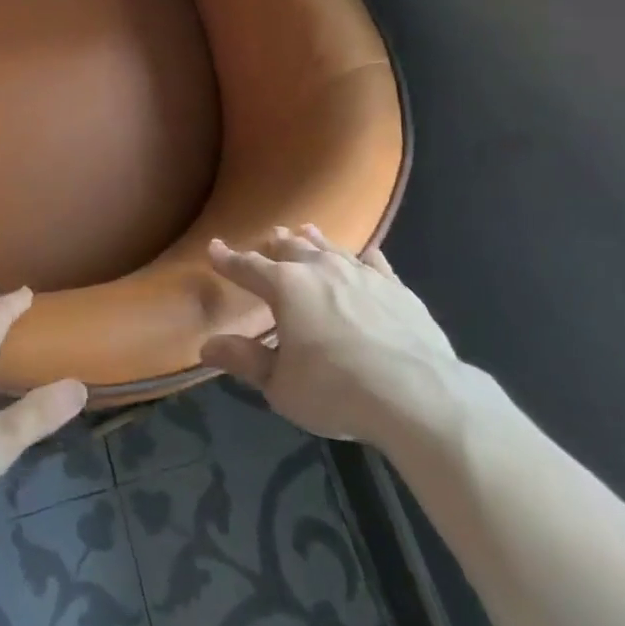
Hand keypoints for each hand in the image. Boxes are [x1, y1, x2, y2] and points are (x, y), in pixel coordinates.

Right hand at [200, 225, 469, 446]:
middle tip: (268, 240)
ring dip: (313, 241)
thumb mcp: (281, 385)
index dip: (228, 259)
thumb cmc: (337, 391)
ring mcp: (362, 273)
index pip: (248, 267)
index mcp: (286, 287)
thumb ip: (245, 361)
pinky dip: (362, 257)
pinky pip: (374, 262)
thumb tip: (206, 345)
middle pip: (291, 248)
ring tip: (305, 232)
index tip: (215, 248)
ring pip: (329, 247)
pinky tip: (364, 257)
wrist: (418, 393)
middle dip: (275, 245)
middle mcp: (321, 268)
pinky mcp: (396, 287)